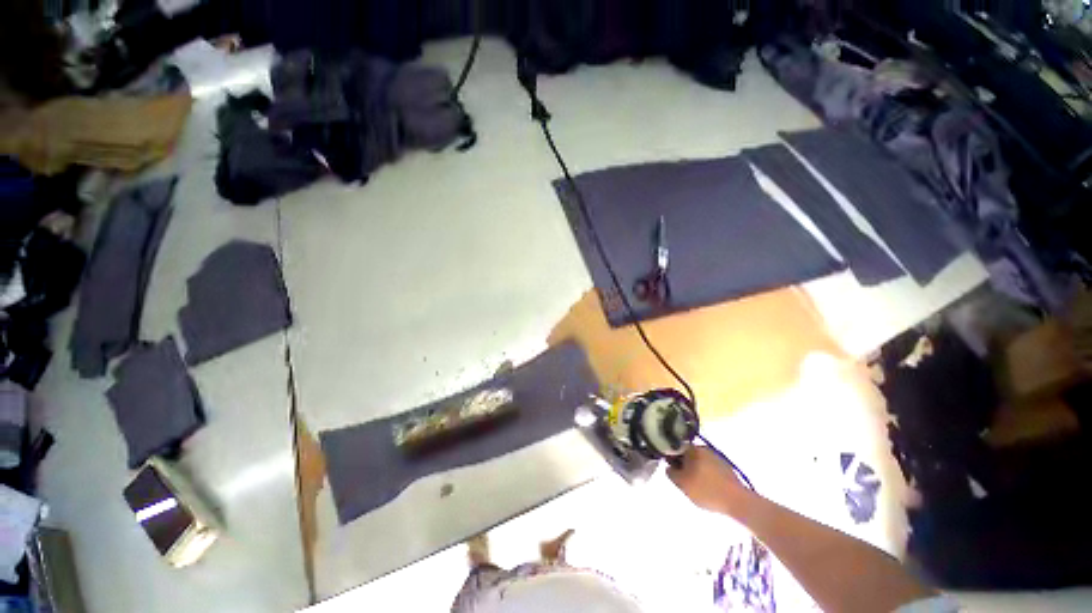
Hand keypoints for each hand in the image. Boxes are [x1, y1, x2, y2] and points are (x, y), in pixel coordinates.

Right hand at [667, 446, 747, 514]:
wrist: (738, 501)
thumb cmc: (706, 490)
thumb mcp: (682, 484)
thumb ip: (671, 473)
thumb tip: (669, 467)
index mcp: (692, 449)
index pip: (676, 448)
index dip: (672, 459)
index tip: (673, 471)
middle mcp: (704, 449)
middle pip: (688, 455)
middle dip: (685, 466)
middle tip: (684, 481)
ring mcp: (717, 457)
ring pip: (699, 462)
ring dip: (696, 471)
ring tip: (697, 487)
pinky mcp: (726, 467)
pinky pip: (710, 468)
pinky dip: (707, 476)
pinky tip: (709, 488)